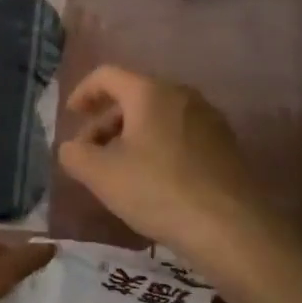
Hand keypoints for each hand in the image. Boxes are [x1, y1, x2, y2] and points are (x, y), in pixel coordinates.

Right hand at [58, 65, 276, 266]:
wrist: (230, 227)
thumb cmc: (158, 190)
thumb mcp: (101, 175)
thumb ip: (75, 155)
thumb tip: (72, 148)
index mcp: (150, 92)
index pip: (107, 75)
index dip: (83, 93)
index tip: (71, 117)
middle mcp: (182, 95)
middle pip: (134, 96)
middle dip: (106, 121)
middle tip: (91, 153)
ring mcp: (208, 118)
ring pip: (158, 116)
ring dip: (132, 136)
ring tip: (119, 170)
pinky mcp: (225, 144)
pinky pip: (180, 133)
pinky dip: (158, 146)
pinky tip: (153, 180)